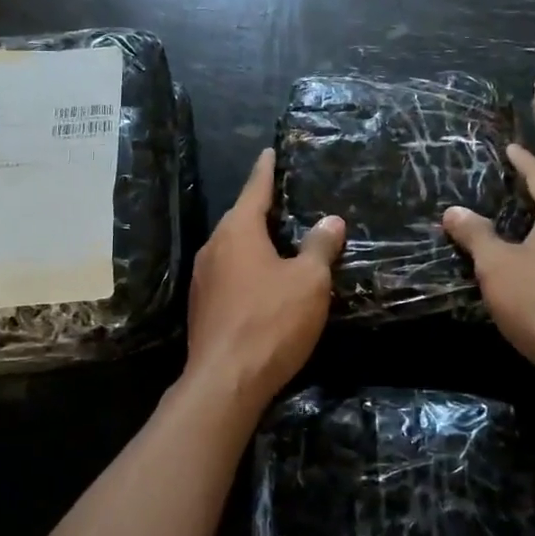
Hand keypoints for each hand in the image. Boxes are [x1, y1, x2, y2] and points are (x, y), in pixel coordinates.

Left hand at [185, 149, 343, 411]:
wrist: (225, 383)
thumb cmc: (271, 321)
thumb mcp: (309, 282)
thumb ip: (320, 247)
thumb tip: (331, 221)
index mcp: (238, 232)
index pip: (255, 189)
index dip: (266, 170)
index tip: (269, 152)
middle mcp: (214, 248)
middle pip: (240, 219)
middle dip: (261, 208)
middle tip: (284, 198)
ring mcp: (203, 279)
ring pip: (233, 248)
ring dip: (254, 241)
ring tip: (278, 238)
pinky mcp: (203, 307)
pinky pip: (228, 273)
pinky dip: (247, 267)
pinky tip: (263, 280)